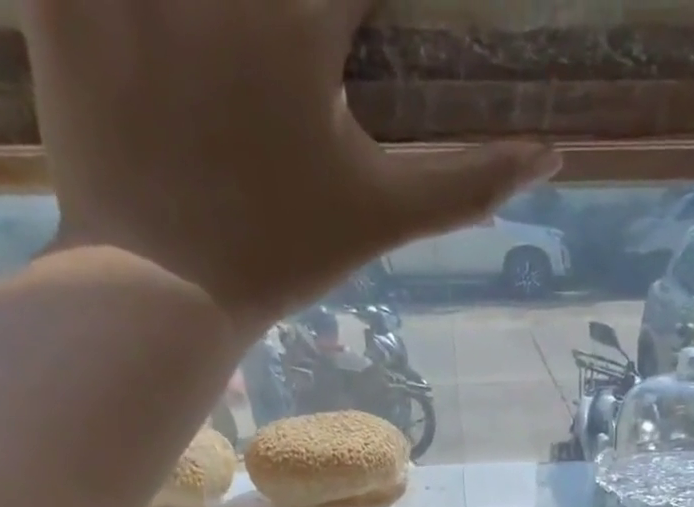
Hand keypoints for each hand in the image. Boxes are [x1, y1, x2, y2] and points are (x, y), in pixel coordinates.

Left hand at [23, 0, 556, 330]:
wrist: (160, 291)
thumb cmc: (279, 256)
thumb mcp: (382, 219)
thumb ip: (467, 181)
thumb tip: (552, 155)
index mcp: (301, 24)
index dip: (367, 1)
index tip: (363, 22)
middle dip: (296, 8)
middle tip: (296, 45)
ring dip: (211, 7)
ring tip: (226, 41)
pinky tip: (141, 17)